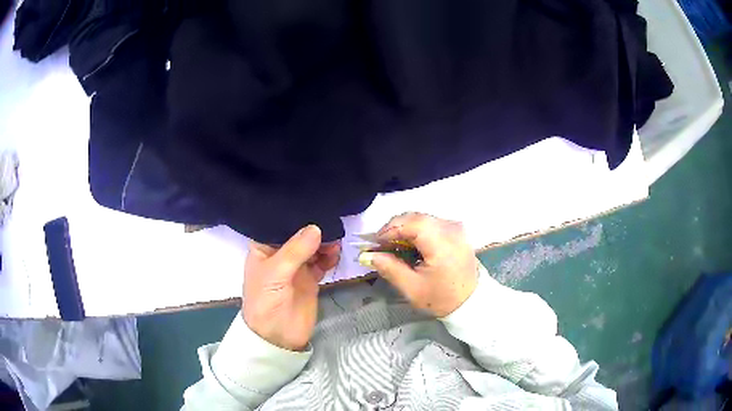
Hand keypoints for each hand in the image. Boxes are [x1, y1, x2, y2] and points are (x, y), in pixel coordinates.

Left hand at [243, 225, 339, 350]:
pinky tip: (335, 254)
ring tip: (335, 240)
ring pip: (312, 247)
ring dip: (324, 242)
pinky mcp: (311, 278)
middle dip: (313, 228)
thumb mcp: (275, 274)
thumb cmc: (265, 302)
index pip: (277, 224)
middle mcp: (280, 254)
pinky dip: (329, 256)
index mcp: (263, 248)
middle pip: (298, 234)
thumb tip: (316, 228)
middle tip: (331, 222)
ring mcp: (296, 267)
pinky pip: (322, 261)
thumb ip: (295, 251)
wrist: (277, 337)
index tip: (311, 203)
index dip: (292, 215)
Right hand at [360, 213, 477, 316]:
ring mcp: (456, 227)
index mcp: (442, 243)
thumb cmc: (441, 298)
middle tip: (381, 245)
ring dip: (405, 229)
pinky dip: (417, 231)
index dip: (390, 229)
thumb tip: (367, 255)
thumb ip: (389, 268)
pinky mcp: (457, 230)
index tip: (374, 243)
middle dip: (395, 228)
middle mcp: (451, 228)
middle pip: (416, 217)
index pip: (411, 223)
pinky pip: (432, 223)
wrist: (470, 302)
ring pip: (423, 219)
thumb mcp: (412, 288)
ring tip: (393, 247)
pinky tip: (410, 246)